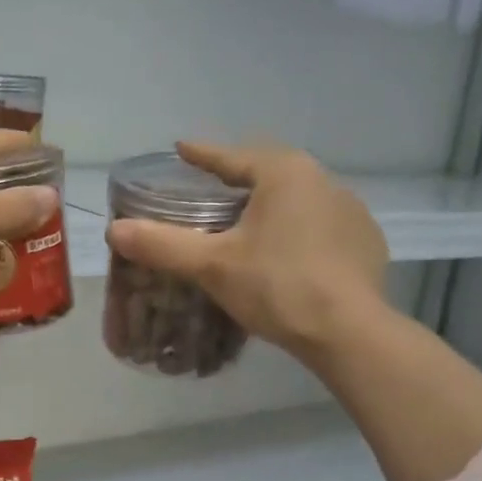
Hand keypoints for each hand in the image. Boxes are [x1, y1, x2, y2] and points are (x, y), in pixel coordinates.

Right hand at [106, 142, 388, 363]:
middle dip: (239, 177)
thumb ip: (162, 244)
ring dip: (272, 205)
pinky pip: (322, 225)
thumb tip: (115, 230)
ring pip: (299, 199)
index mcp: (285, 174)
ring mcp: (352, 211)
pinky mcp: (366, 242)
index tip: (182, 149)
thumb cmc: (277, 286)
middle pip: (269, 172)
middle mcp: (323, 181)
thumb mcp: (212, 265)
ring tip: (250, 223)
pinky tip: (289, 253)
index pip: (233, 157)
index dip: (203, 155)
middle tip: (212, 188)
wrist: (349, 332)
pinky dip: (299, 231)